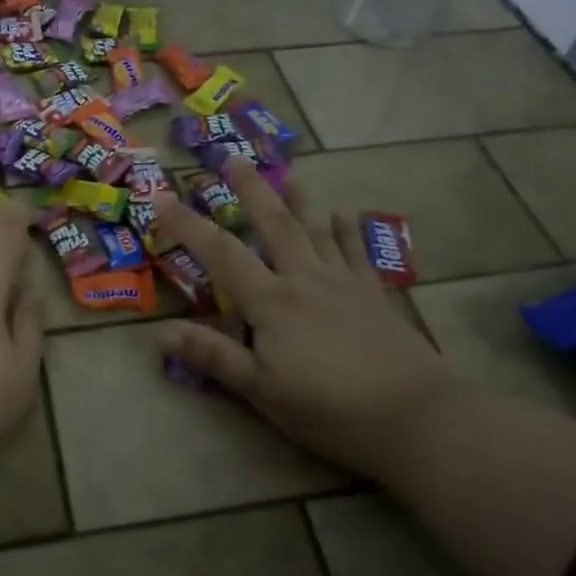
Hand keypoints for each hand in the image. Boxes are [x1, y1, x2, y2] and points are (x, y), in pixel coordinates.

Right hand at [153, 163, 461, 479]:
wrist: (417, 417)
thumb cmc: (330, 408)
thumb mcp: (262, 390)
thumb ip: (213, 356)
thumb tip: (158, 333)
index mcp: (272, 302)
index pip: (221, 254)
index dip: (188, 225)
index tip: (162, 198)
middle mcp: (305, 279)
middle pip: (274, 225)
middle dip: (251, 190)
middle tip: (234, 157)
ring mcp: (343, 283)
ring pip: (316, 230)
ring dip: (299, 200)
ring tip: (289, 172)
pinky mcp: (374, 295)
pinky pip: (357, 252)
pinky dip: (350, 229)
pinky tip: (347, 211)